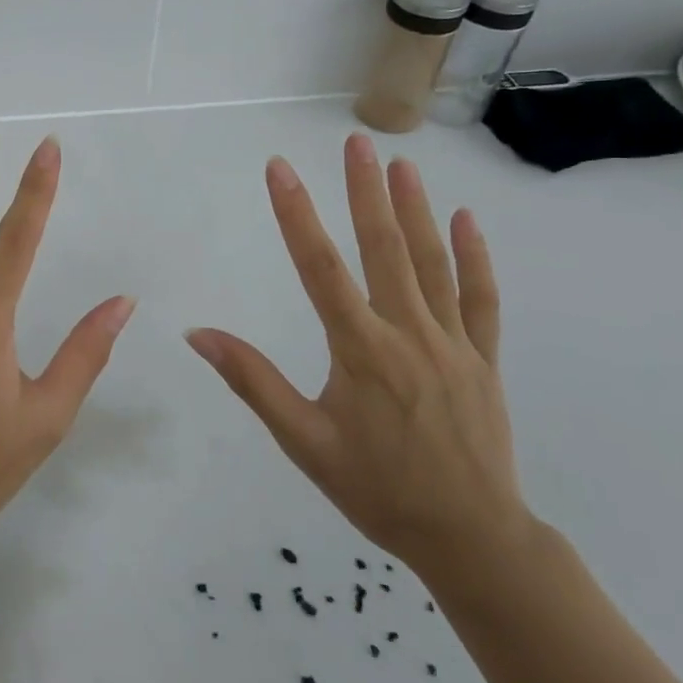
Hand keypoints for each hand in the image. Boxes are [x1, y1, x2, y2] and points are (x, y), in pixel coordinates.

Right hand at [186, 135, 530, 586]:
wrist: (472, 539)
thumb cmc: (377, 490)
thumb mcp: (303, 442)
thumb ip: (253, 382)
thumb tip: (199, 334)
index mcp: (360, 350)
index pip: (319, 267)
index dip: (296, 214)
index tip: (279, 169)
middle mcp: (407, 333)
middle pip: (383, 249)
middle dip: (365, 191)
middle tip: (355, 143)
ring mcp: (452, 343)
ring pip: (431, 263)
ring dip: (414, 209)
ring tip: (400, 164)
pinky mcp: (483, 359)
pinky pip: (481, 299)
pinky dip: (474, 257)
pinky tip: (464, 219)